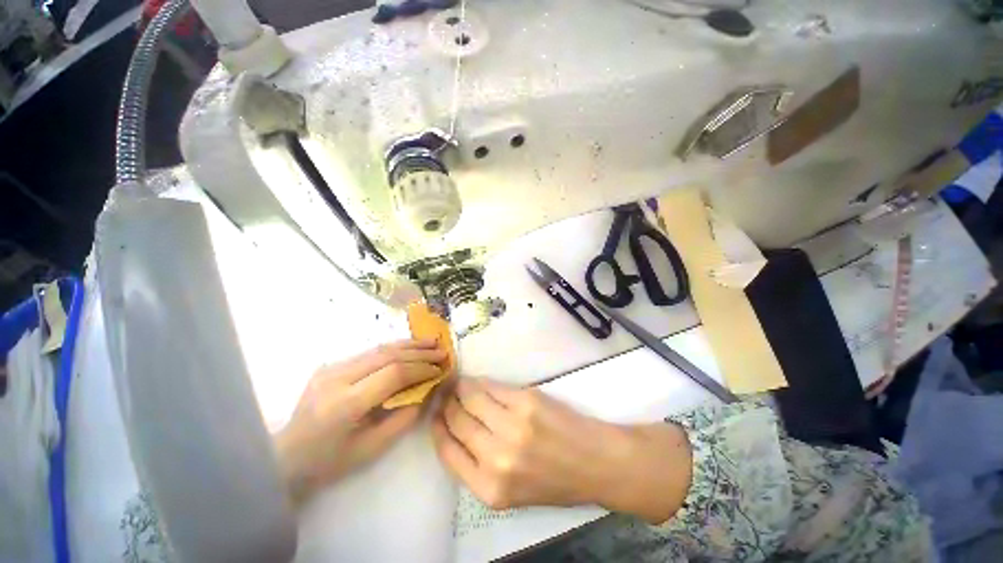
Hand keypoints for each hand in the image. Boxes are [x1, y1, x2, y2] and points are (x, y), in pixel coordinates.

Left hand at [275, 340, 446, 504]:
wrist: (286, 457)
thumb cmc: (330, 462)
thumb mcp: (372, 448)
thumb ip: (405, 416)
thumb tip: (429, 390)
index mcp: (344, 403)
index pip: (393, 374)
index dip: (421, 369)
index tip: (441, 369)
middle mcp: (336, 378)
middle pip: (387, 355)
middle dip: (420, 352)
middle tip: (442, 351)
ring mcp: (331, 368)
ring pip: (379, 348)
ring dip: (409, 344)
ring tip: (432, 342)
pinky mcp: (331, 365)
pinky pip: (370, 352)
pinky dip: (394, 348)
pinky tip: (410, 347)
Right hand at [432, 378, 693, 522]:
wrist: (596, 463)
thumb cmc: (554, 480)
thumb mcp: (510, 490)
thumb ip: (479, 465)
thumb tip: (455, 428)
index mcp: (489, 489)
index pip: (447, 450)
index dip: (437, 427)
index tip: (435, 413)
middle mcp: (496, 457)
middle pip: (456, 419)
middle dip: (446, 403)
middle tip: (445, 392)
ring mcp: (512, 425)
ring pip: (471, 397)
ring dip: (461, 387)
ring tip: (458, 383)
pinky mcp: (526, 401)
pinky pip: (492, 386)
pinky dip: (481, 382)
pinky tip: (478, 381)